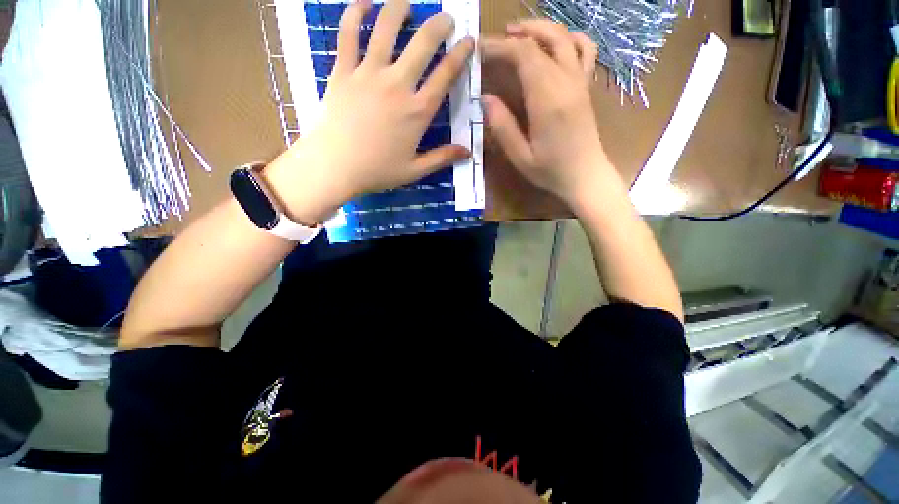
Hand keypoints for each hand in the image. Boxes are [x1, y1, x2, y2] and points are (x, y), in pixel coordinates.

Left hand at [264, 0, 474, 224]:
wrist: (335, 167)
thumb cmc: (377, 171)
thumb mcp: (415, 170)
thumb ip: (442, 158)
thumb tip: (468, 152)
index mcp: (417, 111)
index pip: (445, 75)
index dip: (461, 54)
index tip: (469, 41)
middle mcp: (397, 85)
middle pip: (423, 43)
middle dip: (439, 25)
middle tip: (446, 19)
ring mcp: (368, 74)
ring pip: (386, 28)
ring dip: (400, 9)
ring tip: (408, 5)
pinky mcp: (343, 71)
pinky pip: (348, 33)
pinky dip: (355, 13)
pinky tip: (363, 3)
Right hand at [481, 21, 617, 209]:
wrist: (585, 177)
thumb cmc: (551, 171)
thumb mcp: (520, 157)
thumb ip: (503, 127)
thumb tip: (485, 98)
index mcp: (547, 100)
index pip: (524, 55)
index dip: (500, 47)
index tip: (481, 50)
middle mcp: (566, 82)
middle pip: (544, 40)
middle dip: (518, 34)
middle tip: (497, 38)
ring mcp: (580, 82)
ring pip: (565, 38)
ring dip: (541, 29)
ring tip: (521, 34)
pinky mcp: (586, 87)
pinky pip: (585, 50)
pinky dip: (570, 38)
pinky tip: (556, 44)